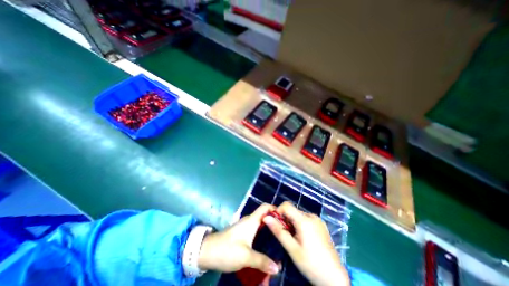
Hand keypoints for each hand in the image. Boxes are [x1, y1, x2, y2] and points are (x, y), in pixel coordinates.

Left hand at [198, 203, 277, 274]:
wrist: (208, 252)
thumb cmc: (227, 249)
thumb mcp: (245, 256)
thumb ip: (262, 261)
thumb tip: (277, 267)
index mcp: (252, 220)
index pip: (265, 207)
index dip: (275, 208)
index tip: (285, 218)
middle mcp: (249, 221)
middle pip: (265, 216)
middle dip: (275, 223)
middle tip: (285, 233)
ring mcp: (245, 227)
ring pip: (261, 225)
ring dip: (269, 231)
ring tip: (279, 241)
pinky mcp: (242, 234)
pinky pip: (256, 232)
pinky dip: (263, 236)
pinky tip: (267, 247)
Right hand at [263, 201, 350, 285]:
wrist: (336, 279)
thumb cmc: (311, 264)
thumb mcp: (292, 249)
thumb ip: (278, 231)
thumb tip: (266, 217)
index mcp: (304, 220)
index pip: (286, 205)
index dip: (278, 211)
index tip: (276, 224)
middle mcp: (311, 216)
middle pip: (293, 211)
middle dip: (286, 220)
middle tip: (286, 236)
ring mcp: (318, 220)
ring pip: (299, 215)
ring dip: (293, 223)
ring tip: (296, 239)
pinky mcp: (321, 225)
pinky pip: (306, 219)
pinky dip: (301, 225)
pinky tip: (304, 239)